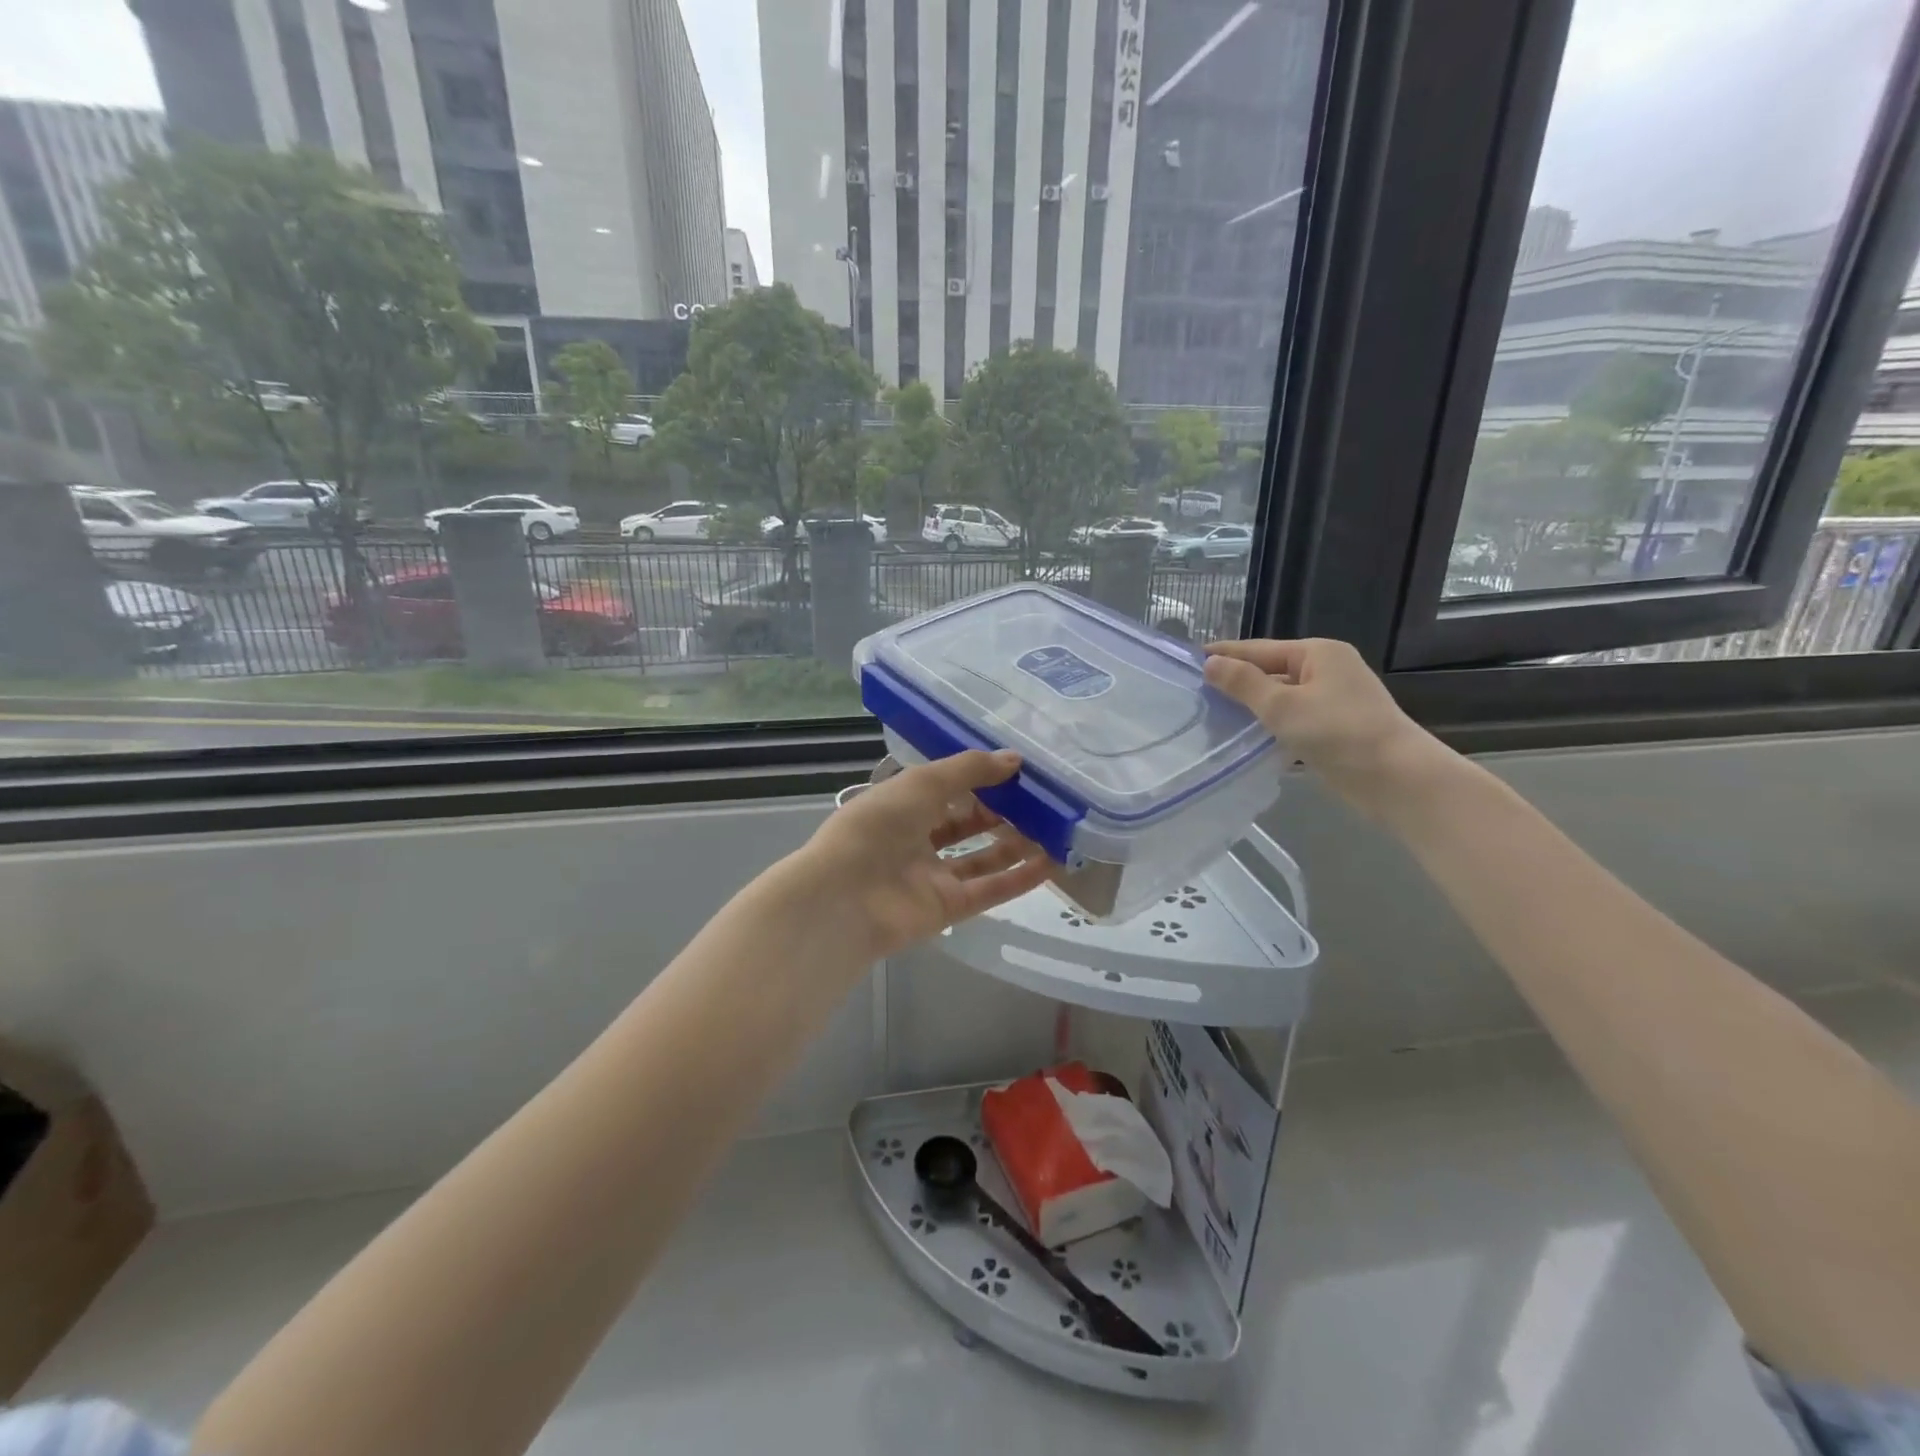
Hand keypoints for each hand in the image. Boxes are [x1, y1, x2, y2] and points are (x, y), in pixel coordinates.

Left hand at [795, 750, 1054, 959]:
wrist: (845, 897)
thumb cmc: (877, 826)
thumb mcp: (923, 783)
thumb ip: (970, 769)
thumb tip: (1015, 759)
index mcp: (902, 805)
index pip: (946, 788)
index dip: (980, 778)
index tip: (1018, 770)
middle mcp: (916, 839)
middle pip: (966, 824)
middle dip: (1001, 811)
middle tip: (1041, 799)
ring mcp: (933, 876)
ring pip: (982, 858)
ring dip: (1016, 844)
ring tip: (1053, 828)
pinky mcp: (948, 908)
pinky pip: (990, 890)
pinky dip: (1019, 878)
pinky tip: (1050, 863)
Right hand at [1203, 638, 1454, 820]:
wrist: (1396, 778)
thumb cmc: (1338, 732)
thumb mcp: (1282, 705)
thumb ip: (1243, 683)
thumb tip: (1210, 663)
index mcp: (1318, 653)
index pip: (1259, 649)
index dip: (1225, 654)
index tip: (1191, 659)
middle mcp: (1328, 670)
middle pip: (1271, 672)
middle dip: (1237, 681)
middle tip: (1197, 691)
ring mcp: (1335, 701)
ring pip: (1282, 698)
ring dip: (1253, 707)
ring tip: (1214, 715)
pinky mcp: (1337, 729)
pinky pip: (1294, 720)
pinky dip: (1271, 726)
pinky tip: (1247, 739)